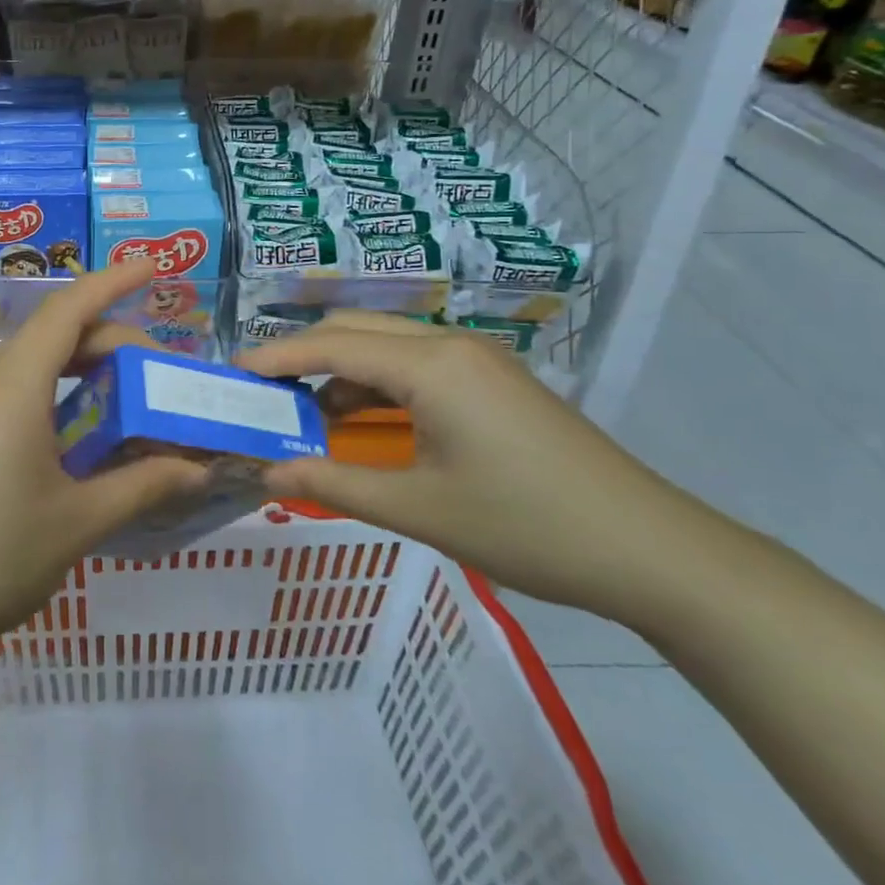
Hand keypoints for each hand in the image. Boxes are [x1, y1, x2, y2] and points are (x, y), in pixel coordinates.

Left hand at [0, 260, 205, 676]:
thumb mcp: (79, 522)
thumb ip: (144, 485)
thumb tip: (198, 468)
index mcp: (12, 384)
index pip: (69, 309)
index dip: (114, 281)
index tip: (153, 266)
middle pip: (52, 337)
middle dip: (109, 344)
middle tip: (157, 379)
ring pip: (25, 363)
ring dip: (75, 370)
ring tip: (116, 404)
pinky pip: (0, 390)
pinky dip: (43, 393)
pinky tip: (62, 436)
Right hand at [239, 312, 710, 617]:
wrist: (653, 553)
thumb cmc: (528, 528)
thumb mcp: (420, 511)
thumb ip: (334, 483)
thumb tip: (265, 472)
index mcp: (431, 366)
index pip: (331, 345)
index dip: (275, 357)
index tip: (231, 374)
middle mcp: (450, 344)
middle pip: (354, 331)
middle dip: (301, 356)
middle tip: (261, 394)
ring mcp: (477, 359)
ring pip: (385, 346)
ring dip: (340, 372)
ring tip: (303, 414)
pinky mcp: (492, 381)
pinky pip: (416, 366)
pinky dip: (377, 386)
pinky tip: (361, 422)